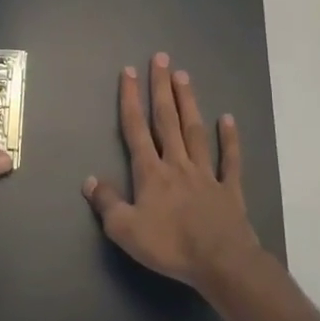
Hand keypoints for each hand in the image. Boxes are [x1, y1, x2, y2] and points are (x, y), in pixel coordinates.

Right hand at [83, 53, 260, 289]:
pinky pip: (230, 160)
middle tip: (161, 58)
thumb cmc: (170, 246)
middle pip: (167, 119)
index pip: (136, 129)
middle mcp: (177, 164)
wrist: (221, 262)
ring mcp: (206, 174)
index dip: (131, 99)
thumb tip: (89, 180)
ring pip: (194, 131)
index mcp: (151, 173)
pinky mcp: (229, 189)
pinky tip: (228, 119)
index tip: (129, 71)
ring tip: (183, 76)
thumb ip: (107, 203)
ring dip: (188, 102)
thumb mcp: (125, 230)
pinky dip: (230, 139)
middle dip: (161, 88)